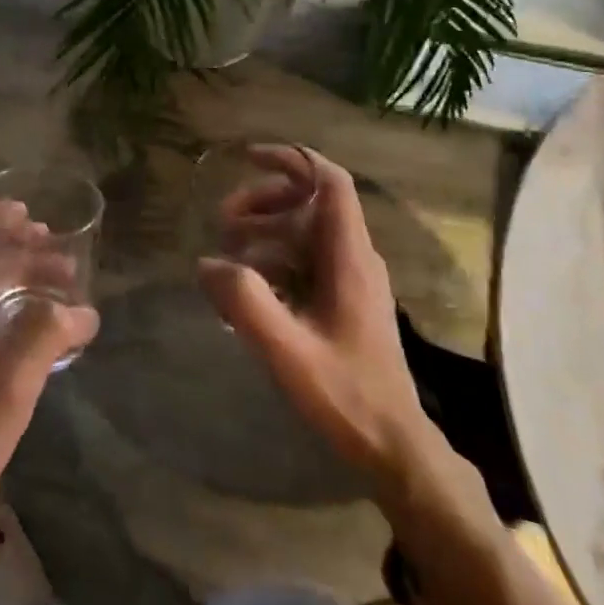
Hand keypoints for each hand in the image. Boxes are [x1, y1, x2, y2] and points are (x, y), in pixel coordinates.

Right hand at [198, 147, 431, 481]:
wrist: (394, 446)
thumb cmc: (346, 396)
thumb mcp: (288, 351)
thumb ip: (246, 303)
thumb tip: (209, 263)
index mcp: (349, 258)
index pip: (329, 183)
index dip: (291, 161)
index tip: (248, 158)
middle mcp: (355, 258)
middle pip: (311, 202)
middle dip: (263, 201)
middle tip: (221, 223)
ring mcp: (353, 279)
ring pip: (306, 231)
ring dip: (265, 230)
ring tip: (228, 254)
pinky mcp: (346, 300)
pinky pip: (306, 259)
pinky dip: (275, 258)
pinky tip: (248, 286)